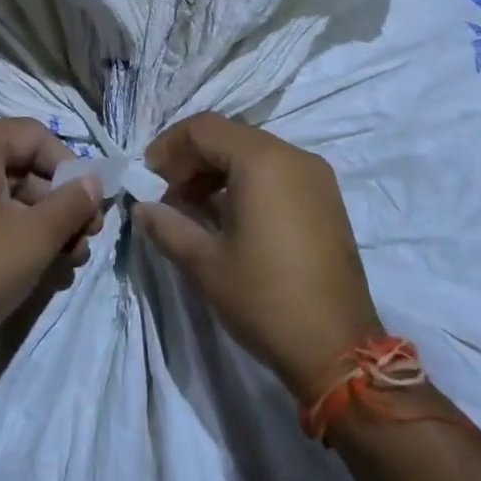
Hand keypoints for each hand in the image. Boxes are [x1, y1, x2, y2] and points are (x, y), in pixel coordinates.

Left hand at [0, 118, 102, 377]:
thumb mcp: (34, 239)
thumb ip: (71, 204)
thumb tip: (94, 183)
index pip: (34, 136)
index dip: (69, 168)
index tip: (89, 208)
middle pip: (16, 166)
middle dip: (56, 205)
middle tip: (82, 244)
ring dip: (35, 224)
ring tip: (63, 265)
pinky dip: (3, 231)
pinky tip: (29, 268)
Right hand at [134, 112, 382, 398]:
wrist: (339, 351)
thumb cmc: (265, 299)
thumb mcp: (205, 264)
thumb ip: (167, 225)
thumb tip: (141, 207)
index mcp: (262, 160)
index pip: (203, 128)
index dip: (169, 146)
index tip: (149, 178)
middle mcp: (292, 155)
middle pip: (229, 137)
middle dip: (192, 160)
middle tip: (167, 195)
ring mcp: (315, 176)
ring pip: (253, 153)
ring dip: (217, 172)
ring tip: (193, 210)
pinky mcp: (326, 199)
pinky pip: (277, 172)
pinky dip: (246, 182)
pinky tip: (229, 218)